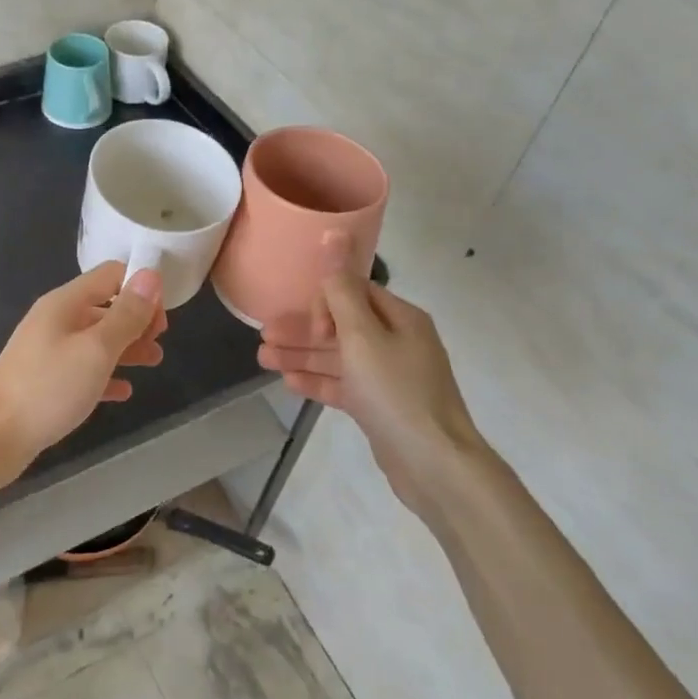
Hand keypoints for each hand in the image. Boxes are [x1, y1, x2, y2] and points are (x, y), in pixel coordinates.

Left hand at [0, 263, 166, 505]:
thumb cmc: (48, 387)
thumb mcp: (96, 349)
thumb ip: (126, 314)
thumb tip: (150, 275)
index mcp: (66, 303)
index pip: (111, 275)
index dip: (141, 289)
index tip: (162, 320)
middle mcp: (56, 319)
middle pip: (105, 306)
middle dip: (136, 320)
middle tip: (159, 344)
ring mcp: (48, 350)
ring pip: (96, 339)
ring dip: (126, 347)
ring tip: (153, 363)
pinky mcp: (45, 380)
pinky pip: (83, 369)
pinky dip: (105, 375)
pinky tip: (124, 391)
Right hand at [257, 242, 488, 519]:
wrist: (435, 464)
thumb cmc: (396, 391)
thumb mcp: (362, 336)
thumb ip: (341, 289)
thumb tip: (334, 233)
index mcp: (400, 318)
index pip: (354, 293)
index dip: (323, 302)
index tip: (306, 324)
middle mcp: (397, 342)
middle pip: (342, 326)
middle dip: (302, 330)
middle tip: (263, 336)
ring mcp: (390, 376)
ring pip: (338, 357)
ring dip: (302, 355)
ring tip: (263, 359)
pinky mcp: (381, 407)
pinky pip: (344, 385)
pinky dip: (318, 381)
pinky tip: (289, 383)